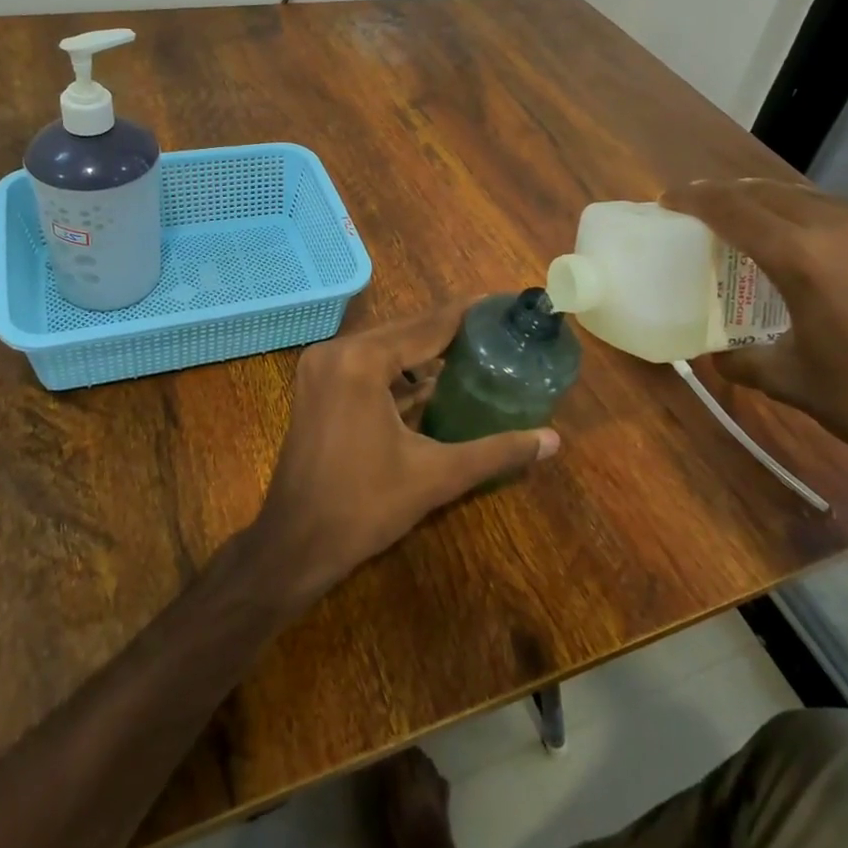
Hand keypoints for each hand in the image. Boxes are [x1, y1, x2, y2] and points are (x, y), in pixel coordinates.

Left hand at [247, 299, 560, 606]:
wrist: (294, 544)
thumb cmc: (364, 507)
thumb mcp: (436, 476)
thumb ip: (496, 452)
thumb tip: (553, 440)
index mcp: (361, 361)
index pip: (427, 326)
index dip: (468, 315)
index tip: (503, 303)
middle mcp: (336, 351)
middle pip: (405, 331)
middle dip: (449, 331)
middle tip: (496, 330)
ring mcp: (320, 367)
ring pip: (384, 347)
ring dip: (423, 350)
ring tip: (472, 350)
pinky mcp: (316, 386)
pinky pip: (365, 364)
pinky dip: (397, 370)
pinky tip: (432, 380)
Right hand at [662, 179, 847, 495]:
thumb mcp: (793, 383)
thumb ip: (744, 361)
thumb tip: (717, 356)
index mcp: (805, 256)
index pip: (733, 209)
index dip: (694, 199)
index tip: (669, 201)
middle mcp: (845, 228)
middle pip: (771, 192)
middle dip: (731, 196)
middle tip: (705, 212)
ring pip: (816, 199)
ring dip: (777, 205)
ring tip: (758, 227)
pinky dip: (823, 223)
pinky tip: (824, 254)